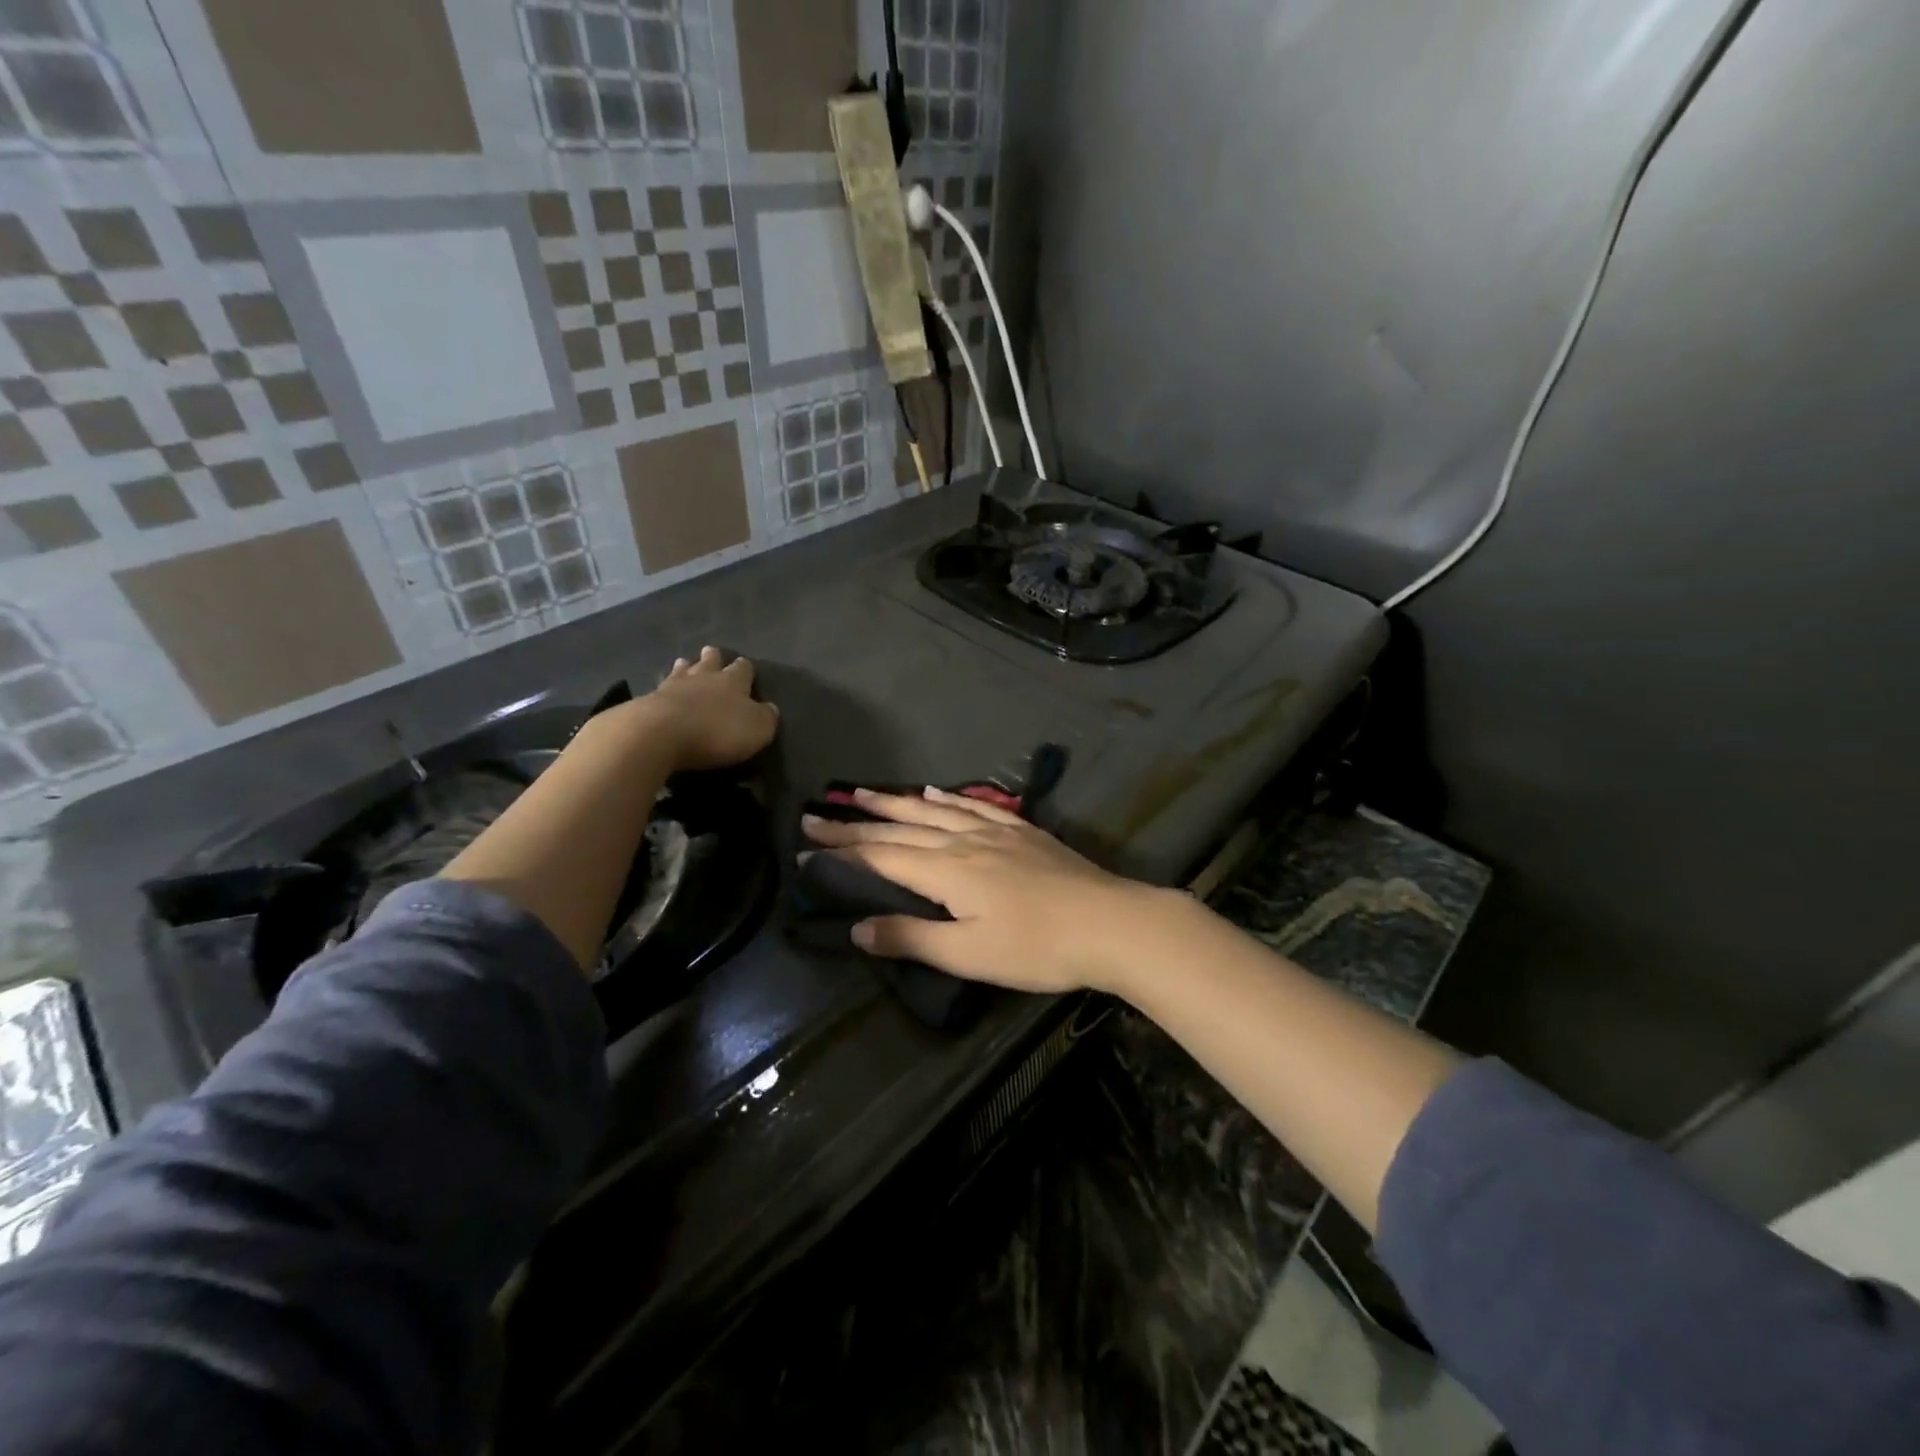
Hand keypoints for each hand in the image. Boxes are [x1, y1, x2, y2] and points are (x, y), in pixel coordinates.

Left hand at [631, 646, 778, 771]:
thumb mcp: (757, 729)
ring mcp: (673, 686)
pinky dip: (664, 688)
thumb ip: (766, 717)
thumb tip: (770, 708)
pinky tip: (662, 690)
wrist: (661, 733)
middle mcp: (704, 677)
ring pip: (682, 670)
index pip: (743, 669)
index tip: (744, 666)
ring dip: (686, 667)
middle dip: (713, 658)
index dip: (745, 669)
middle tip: (711, 652)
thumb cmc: (717, 730)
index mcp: (733, 682)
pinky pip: (660, 689)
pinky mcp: (649, 701)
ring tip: (684, 662)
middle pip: (710, 662)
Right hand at [800, 787, 1163, 993]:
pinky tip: (935, 794)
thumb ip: (911, 937)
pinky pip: (974, 806)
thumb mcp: (969, 954)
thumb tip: (856, 929)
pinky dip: (948, 799)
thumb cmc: (1037, 948)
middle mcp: (964, 841)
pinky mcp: (1022, 832)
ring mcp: (995, 831)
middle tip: (818, 811)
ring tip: (864, 793)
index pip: (881, 856)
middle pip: (900, 827)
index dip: (841, 850)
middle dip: (856, 821)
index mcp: (947, 871)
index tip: (805, 841)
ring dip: (895, 803)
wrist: (1110, 923)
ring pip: (933, 811)